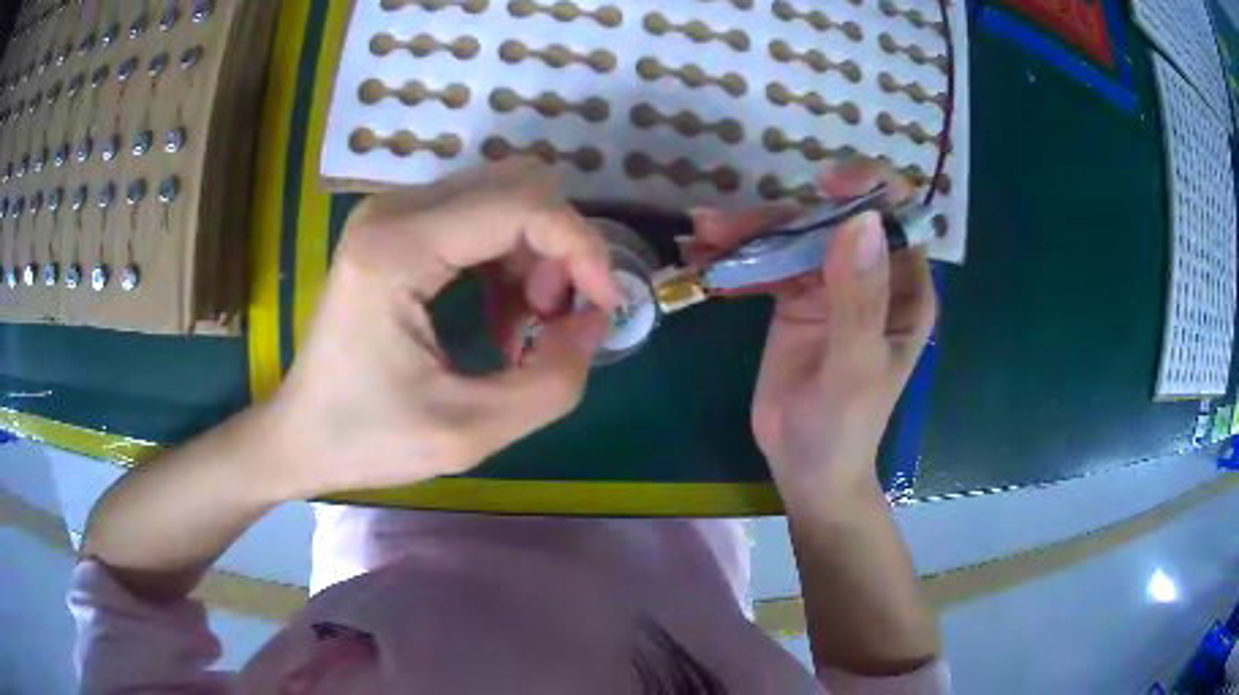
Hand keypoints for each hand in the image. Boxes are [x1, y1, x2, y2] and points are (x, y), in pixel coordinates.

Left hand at [261, 162, 619, 497]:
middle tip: (554, 322)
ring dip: (536, 258)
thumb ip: (552, 381)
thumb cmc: (368, 439)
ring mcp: (392, 214)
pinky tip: (500, 318)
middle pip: (518, 186)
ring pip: (505, 198)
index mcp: (398, 248)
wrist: (300, 436)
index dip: (581, 248)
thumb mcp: (469, 433)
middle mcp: (394, 211)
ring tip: (526, 330)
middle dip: (559, 250)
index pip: (522, 204)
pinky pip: (480, 219)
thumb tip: (595, 322)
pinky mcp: (396, 228)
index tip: (604, 307)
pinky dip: (509, 262)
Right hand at [689, 159, 936, 490]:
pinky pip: (766, 262)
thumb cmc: (845, 426)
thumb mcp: (856, 366)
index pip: (897, 216)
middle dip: (782, 213)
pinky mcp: (794, 297)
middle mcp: (871, 275)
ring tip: (702, 233)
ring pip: (792, 236)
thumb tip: (860, 220)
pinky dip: (734, 256)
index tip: (824, 183)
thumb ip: (859, 298)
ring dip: (747, 229)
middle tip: (723, 224)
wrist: (806, 468)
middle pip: (831, 219)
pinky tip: (700, 253)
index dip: (867, 187)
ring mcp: (830, 283)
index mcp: (905, 288)